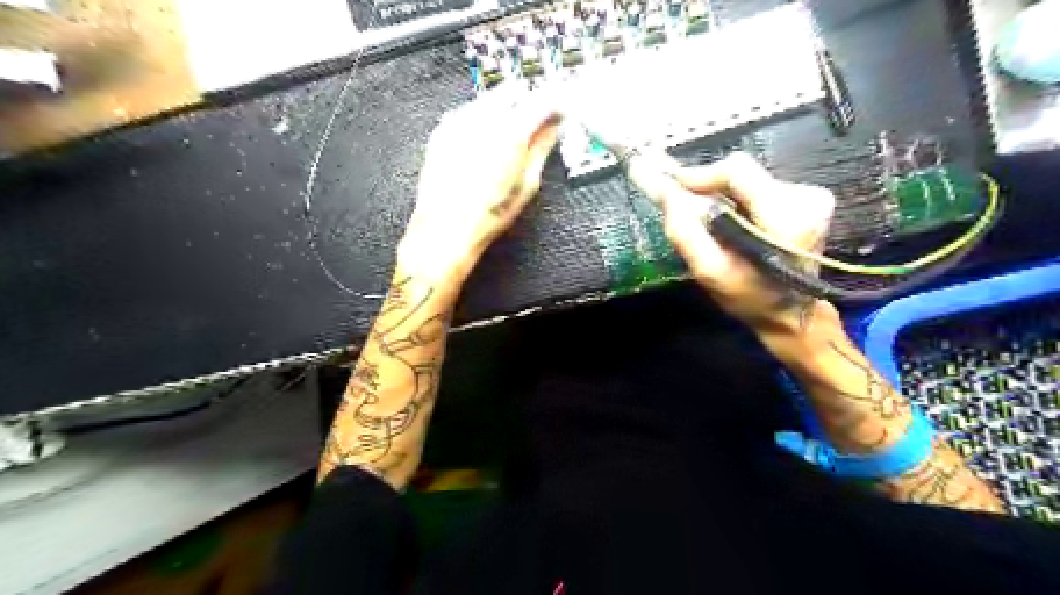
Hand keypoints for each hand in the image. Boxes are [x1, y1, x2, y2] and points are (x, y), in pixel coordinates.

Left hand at [397, 96, 563, 284]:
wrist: (446, 229)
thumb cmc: (484, 216)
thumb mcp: (527, 186)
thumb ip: (541, 150)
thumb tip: (551, 131)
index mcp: (510, 133)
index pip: (542, 101)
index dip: (556, 104)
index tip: (559, 112)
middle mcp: (483, 120)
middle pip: (513, 93)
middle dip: (528, 104)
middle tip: (535, 126)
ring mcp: (459, 122)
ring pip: (489, 99)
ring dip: (504, 111)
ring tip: (508, 142)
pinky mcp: (442, 131)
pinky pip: (468, 113)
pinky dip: (481, 121)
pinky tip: (484, 146)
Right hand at [628, 151, 835, 328]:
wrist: (793, 313)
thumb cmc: (750, 298)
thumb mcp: (711, 272)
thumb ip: (685, 231)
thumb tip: (664, 191)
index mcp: (787, 217)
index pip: (735, 171)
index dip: (698, 175)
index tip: (667, 184)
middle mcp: (805, 197)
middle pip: (739, 172)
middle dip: (706, 187)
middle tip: (679, 204)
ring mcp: (810, 195)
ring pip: (746, 180)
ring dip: (720, 196)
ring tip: (706, 223)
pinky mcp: (808, 197)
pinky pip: (756, 187)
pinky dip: (735, 200)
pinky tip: (730, 224)